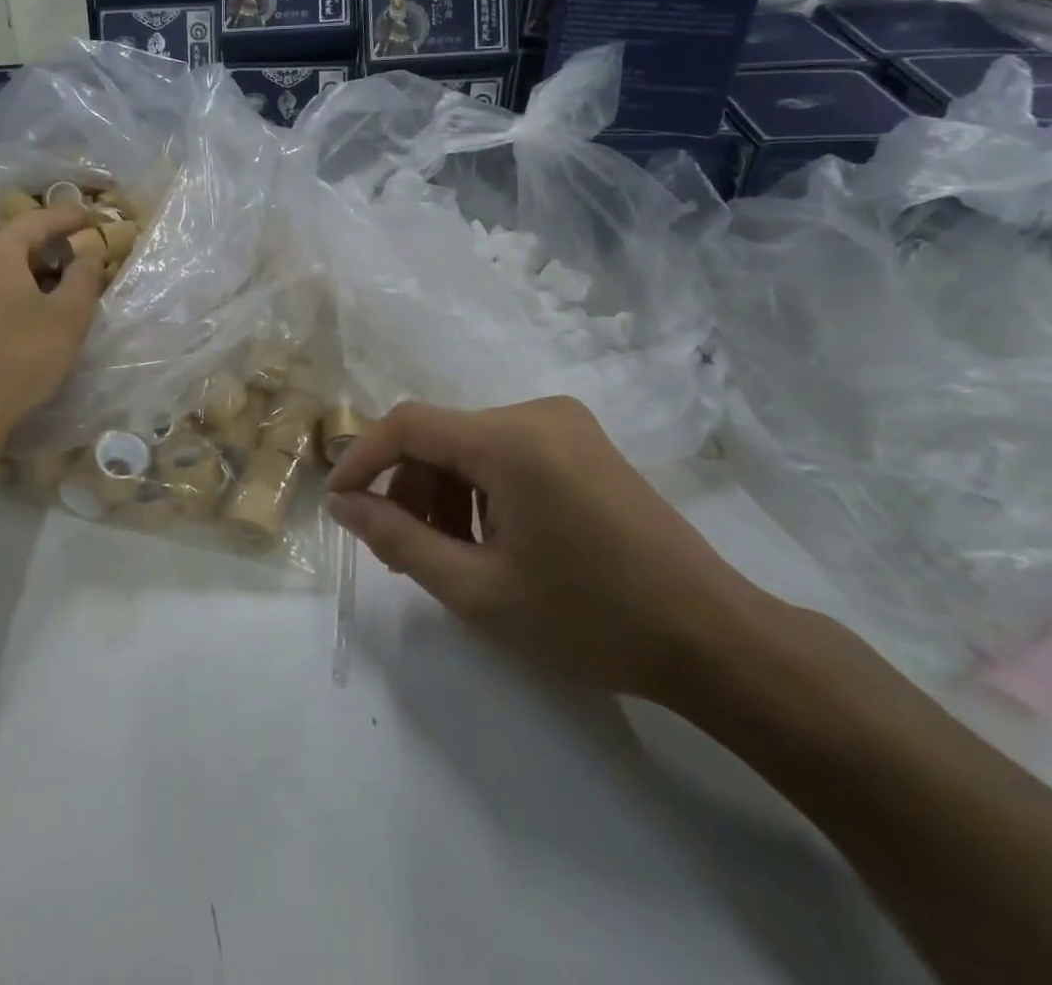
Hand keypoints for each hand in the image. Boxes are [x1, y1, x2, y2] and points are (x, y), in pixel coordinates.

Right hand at [327, 397, 775, 703]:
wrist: (713, 639)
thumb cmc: (590, 618)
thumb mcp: (478, 590)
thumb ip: (399, 541)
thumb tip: (344, 506)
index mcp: (511, 439)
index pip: (409, 424)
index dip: (362, 458)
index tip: (337, 503)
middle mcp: (537, 412)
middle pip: (441, 436)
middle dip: (410, 489)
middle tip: (402, 550)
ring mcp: (566, 425)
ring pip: (472, 446)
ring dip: (445, 494)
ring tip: (451, 556)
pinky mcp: (583, 443)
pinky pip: (506, 453)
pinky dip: (481, 490)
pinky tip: (493, 541)